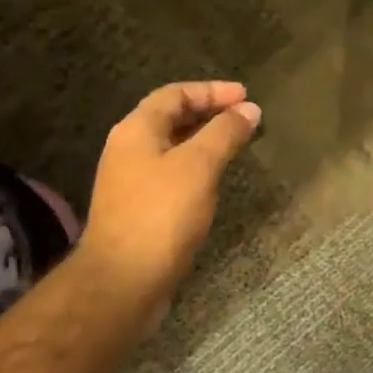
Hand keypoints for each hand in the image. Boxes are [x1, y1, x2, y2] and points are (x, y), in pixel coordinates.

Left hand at [76, 81, 260, 314]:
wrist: (122, 281)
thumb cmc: (161, 215)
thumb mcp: (198, 166)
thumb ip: (224, 133)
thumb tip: (249, 109)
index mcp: (136, 130)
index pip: (174, 94)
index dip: (211, 91)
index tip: (245, 96)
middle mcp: (128, 149)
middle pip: (170, 118)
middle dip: (208, 113)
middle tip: (244, 117)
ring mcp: (131, 181)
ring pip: (171, 148)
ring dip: (203, 141)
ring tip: (235, 143)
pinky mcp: (139, 209)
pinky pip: (171, 174)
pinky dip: (195, 167)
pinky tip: (214, 181)